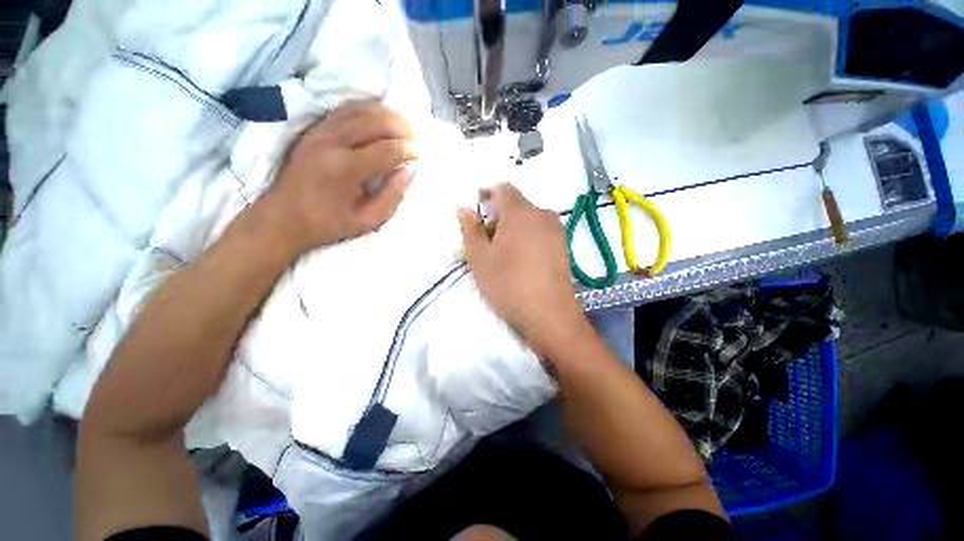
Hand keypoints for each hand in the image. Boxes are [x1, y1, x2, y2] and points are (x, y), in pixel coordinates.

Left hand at [258, 102, 418, 256]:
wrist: (283, 217)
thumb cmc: (328, 223)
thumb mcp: (367, 220)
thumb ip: (391, 196)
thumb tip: (408, 171)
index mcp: (345, 169)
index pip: (386, 149)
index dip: (408, 149)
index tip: (421, 154)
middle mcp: (332, 143)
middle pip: (375, 122)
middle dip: (401, 127)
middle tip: (416, 138)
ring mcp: (320, 132)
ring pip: (360, 110)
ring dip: (386, 115)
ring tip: (403, 126)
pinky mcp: (314, 130)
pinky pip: (345, 109)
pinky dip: (366, 109)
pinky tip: (379, 117)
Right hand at [458, 184, 589, 356]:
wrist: (549, 315)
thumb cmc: (508, 284)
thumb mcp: (480, 258)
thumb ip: (470, 230)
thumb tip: (464, 208)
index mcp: (520, 212)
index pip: (502, 189)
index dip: (486, 197)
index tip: (477, 216)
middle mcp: (542, 214)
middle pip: (515, 206)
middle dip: (497, 219)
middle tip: (485, 244)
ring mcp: (557, 230)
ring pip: (528, 221)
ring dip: (512, 230)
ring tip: (502, 257)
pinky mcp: (564, 246)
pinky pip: (540, 233)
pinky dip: (527, 239)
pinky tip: (521, 263)